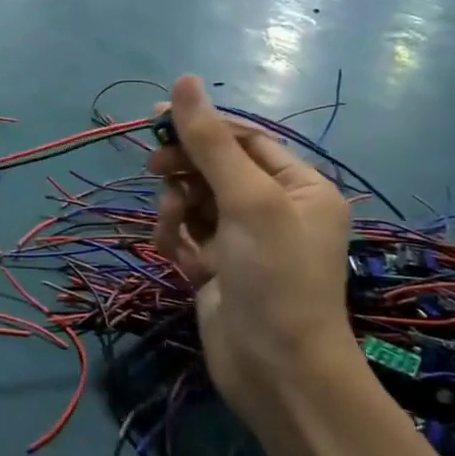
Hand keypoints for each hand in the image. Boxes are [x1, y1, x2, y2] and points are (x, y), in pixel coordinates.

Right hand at [147, 78, 361, 429]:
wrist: (277, 373)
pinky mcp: (218, 269)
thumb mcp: (247, 200)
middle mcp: (274, 208)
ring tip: (175, 232)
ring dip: (177, 210)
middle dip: (185, 171)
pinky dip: (177, 242)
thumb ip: (210, 141)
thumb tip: (184, 81)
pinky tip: (178, 261)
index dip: (201, 125)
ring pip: (194, 202)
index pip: (244, 138)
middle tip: (156, 171)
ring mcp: (244, 241)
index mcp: (299, 186)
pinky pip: (187, 237)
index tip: (155, 119)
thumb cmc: (275, 276)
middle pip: (215, 168)